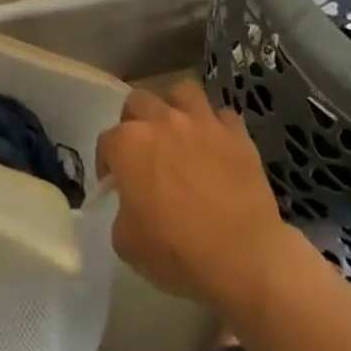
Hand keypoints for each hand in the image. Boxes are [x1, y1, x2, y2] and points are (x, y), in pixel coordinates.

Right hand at [98, 81, 296, 311]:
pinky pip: (222, 116)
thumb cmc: (178, 253)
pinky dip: (216, 127)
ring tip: (180, 133)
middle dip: (135, 122)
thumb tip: (133, 203)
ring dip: (176, 108)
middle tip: (144, 152)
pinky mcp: (236, 133)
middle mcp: (162, 121)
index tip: (116, 184)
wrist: (244, 258)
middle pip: (138, 102)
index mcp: (129, 145)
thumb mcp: (127, 243)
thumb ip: (122, 211)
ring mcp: (202, 122)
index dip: (107, 163)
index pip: (107, 141)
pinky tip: (217, 147)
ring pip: (182, 92)